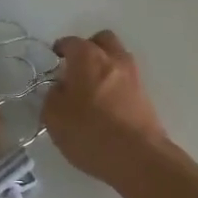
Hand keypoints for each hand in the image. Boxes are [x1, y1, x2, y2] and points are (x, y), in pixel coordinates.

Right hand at [42, 31, 173, 185]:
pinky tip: (106, 104)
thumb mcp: (54, 117)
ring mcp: (133, 75)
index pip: (71, 42)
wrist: (138, 156)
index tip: (54, 59)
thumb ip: (52, 96)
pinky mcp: (145, 94)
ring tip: (91, 88)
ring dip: (105, 65)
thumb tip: (60, 88)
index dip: (61, 49)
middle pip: (102, 40)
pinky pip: (126, 78)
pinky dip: (116, 83)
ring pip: (117, 57)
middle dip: (88, 48)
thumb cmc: (90, 132)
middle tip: (76, 69)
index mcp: (88, 57)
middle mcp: (113, 58)